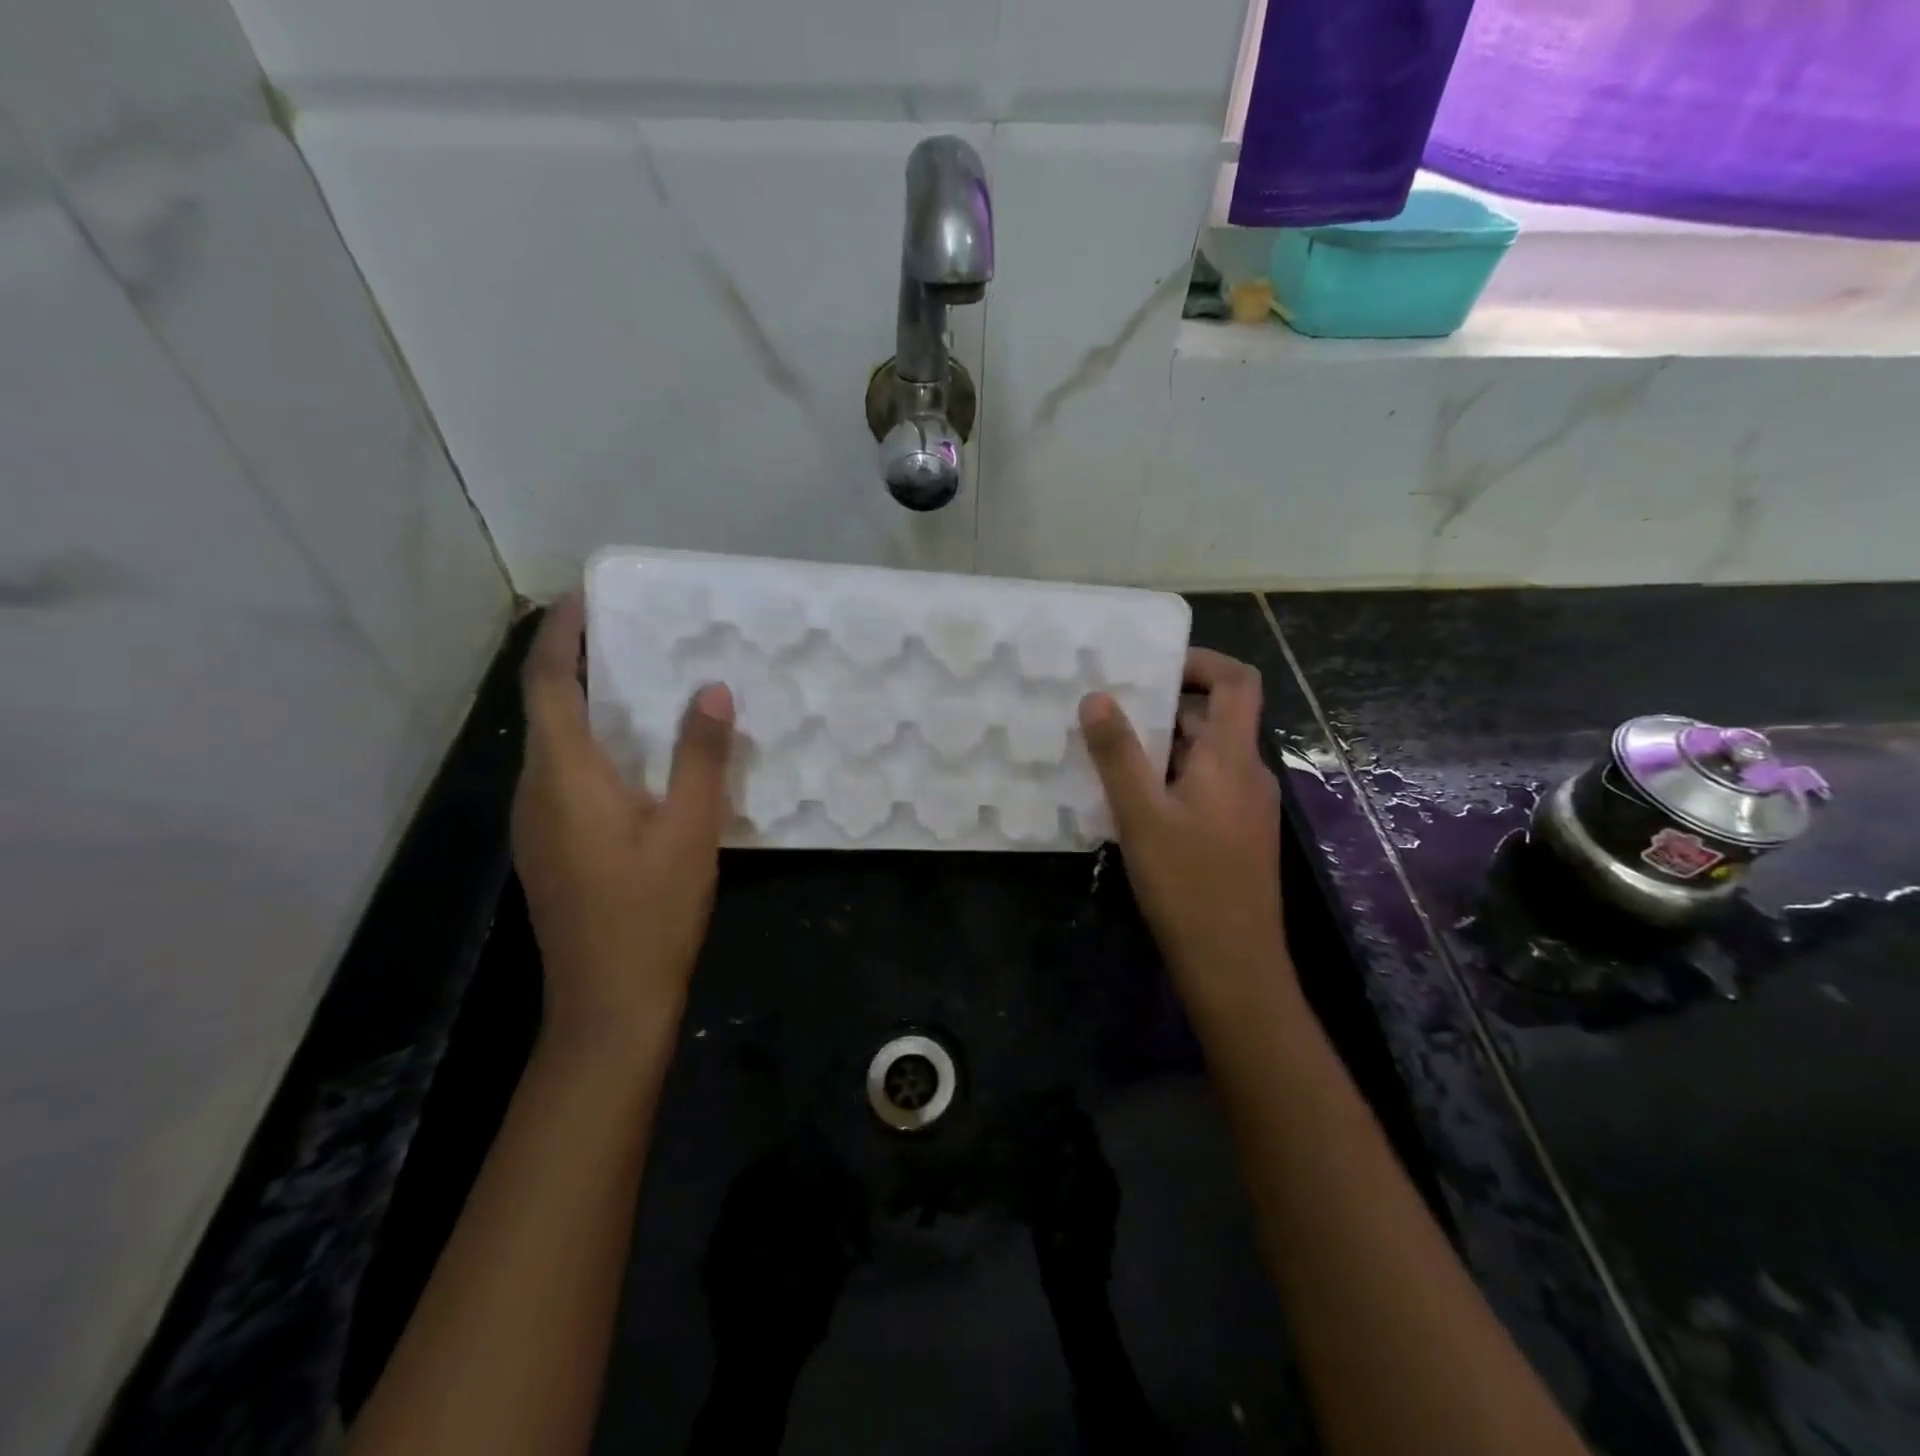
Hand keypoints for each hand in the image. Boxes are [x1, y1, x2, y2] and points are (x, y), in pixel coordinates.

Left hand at [513, 594, 735, 1055]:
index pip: (546, 684)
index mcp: (564, 777)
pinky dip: (591, 744)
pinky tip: (636, 756)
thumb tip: (711, 690)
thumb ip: (700, 756)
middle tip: (629, 632)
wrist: (608, 1005)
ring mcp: (536, 825)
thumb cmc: (650, 913)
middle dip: (575, 661)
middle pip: (544, 708)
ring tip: (638, 682)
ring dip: (585, 704)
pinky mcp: (550, 848)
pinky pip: (564, 775)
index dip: (561, 635)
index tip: (586, 595)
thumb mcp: (690, 830)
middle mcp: (536, 792)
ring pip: (553, 744)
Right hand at [1079, 649, 1287, 1005]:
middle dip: (1167, 706)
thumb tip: (1097, 697)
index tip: (1154, 666)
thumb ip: (1118, 754)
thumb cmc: (1187, 883)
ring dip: (1165, 746)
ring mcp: (1246, 807)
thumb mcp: (1141, 814)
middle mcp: (1248, 773)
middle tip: (1114, 709)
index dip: (1202, 662)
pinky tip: (1134, 802)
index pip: (1238, 682)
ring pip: (1207, 756)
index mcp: (1232, 758)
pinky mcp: (1237, 835)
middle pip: (1216, 718)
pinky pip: (1206, 787)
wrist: (1233, 963)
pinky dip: (1173, 778)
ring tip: (1113, 752)